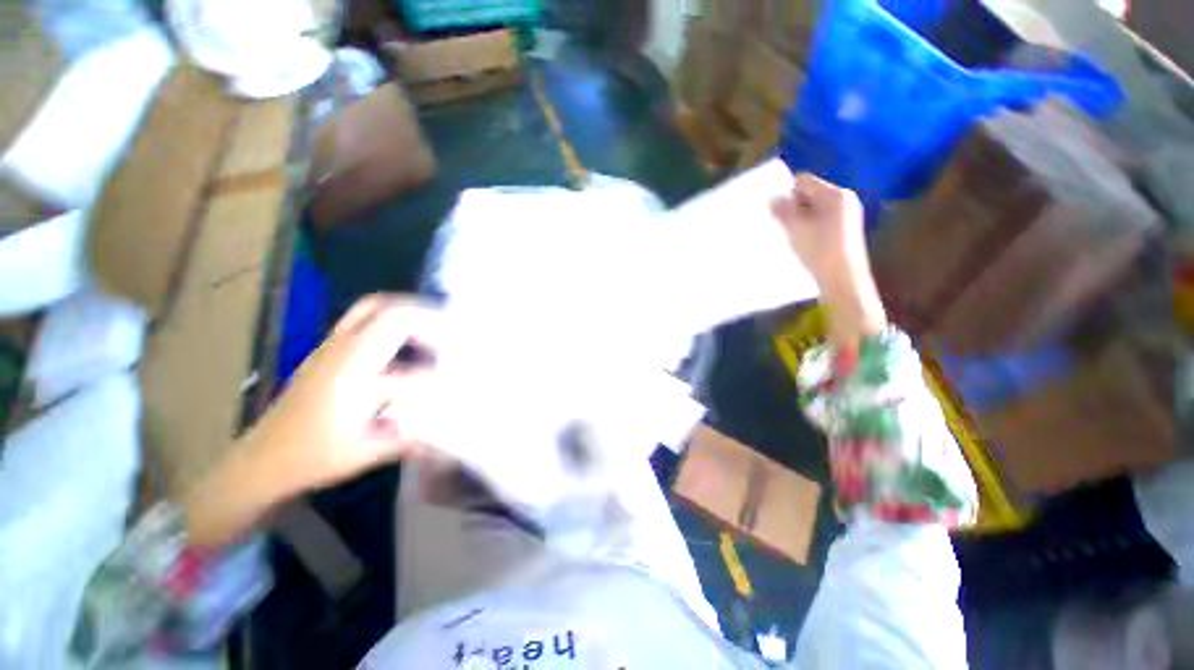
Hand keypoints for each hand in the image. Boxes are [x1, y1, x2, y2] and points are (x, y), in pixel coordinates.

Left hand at [245, 294, 438, 492]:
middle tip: (449, 332)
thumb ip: (413, 437)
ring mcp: (332, 350)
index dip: (437, 343)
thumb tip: (451, 433)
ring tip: (434, 332)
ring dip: (407, 316)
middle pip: (386, 309)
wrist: (261, 460)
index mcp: (352, 372)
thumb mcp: (367, 452)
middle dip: (424, 315)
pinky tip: (407, 351)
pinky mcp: (328, 355)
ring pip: (372, 311)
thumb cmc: (312, 457)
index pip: (402, 337)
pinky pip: (363, 324)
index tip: (461, 357)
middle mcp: (341, 352)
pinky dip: (391, 327)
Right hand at [770, 173, 867, 287]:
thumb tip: (772, 197)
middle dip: (794, 208)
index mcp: (835, 194)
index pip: (803, 181)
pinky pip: (822, 220)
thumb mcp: (794, 229)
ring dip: (801, 220)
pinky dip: (811, 228)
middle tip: (785, 226)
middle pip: (810, 194)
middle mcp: (844, 199)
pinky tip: (805, 243)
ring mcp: (848, 215)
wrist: (843, 279)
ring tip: (794, 237)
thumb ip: (781, 210)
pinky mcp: (846, 230)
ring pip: (815, 209)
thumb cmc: (819, 250)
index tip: (778, 213)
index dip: (787, 194)